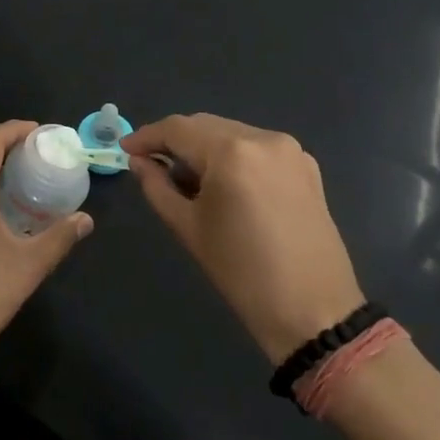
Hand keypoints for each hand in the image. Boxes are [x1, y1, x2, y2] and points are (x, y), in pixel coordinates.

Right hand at [123, 114, 364, 365]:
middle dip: (174, 141)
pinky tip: (222, 184)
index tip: (125, 150)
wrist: (315, 313)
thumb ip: (157, 186)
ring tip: (185, 178)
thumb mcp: (189, 228)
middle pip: (205, 125)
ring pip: (231, 133)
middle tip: (149, 164)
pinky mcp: (305, 166)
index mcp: (232, 152)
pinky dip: (232, 157)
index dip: (147, 137)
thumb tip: (139, 161)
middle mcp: (263, 138)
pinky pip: (256, 148)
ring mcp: (289, 150)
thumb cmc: (242, 274)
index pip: (177, 129)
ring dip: (203, 148)